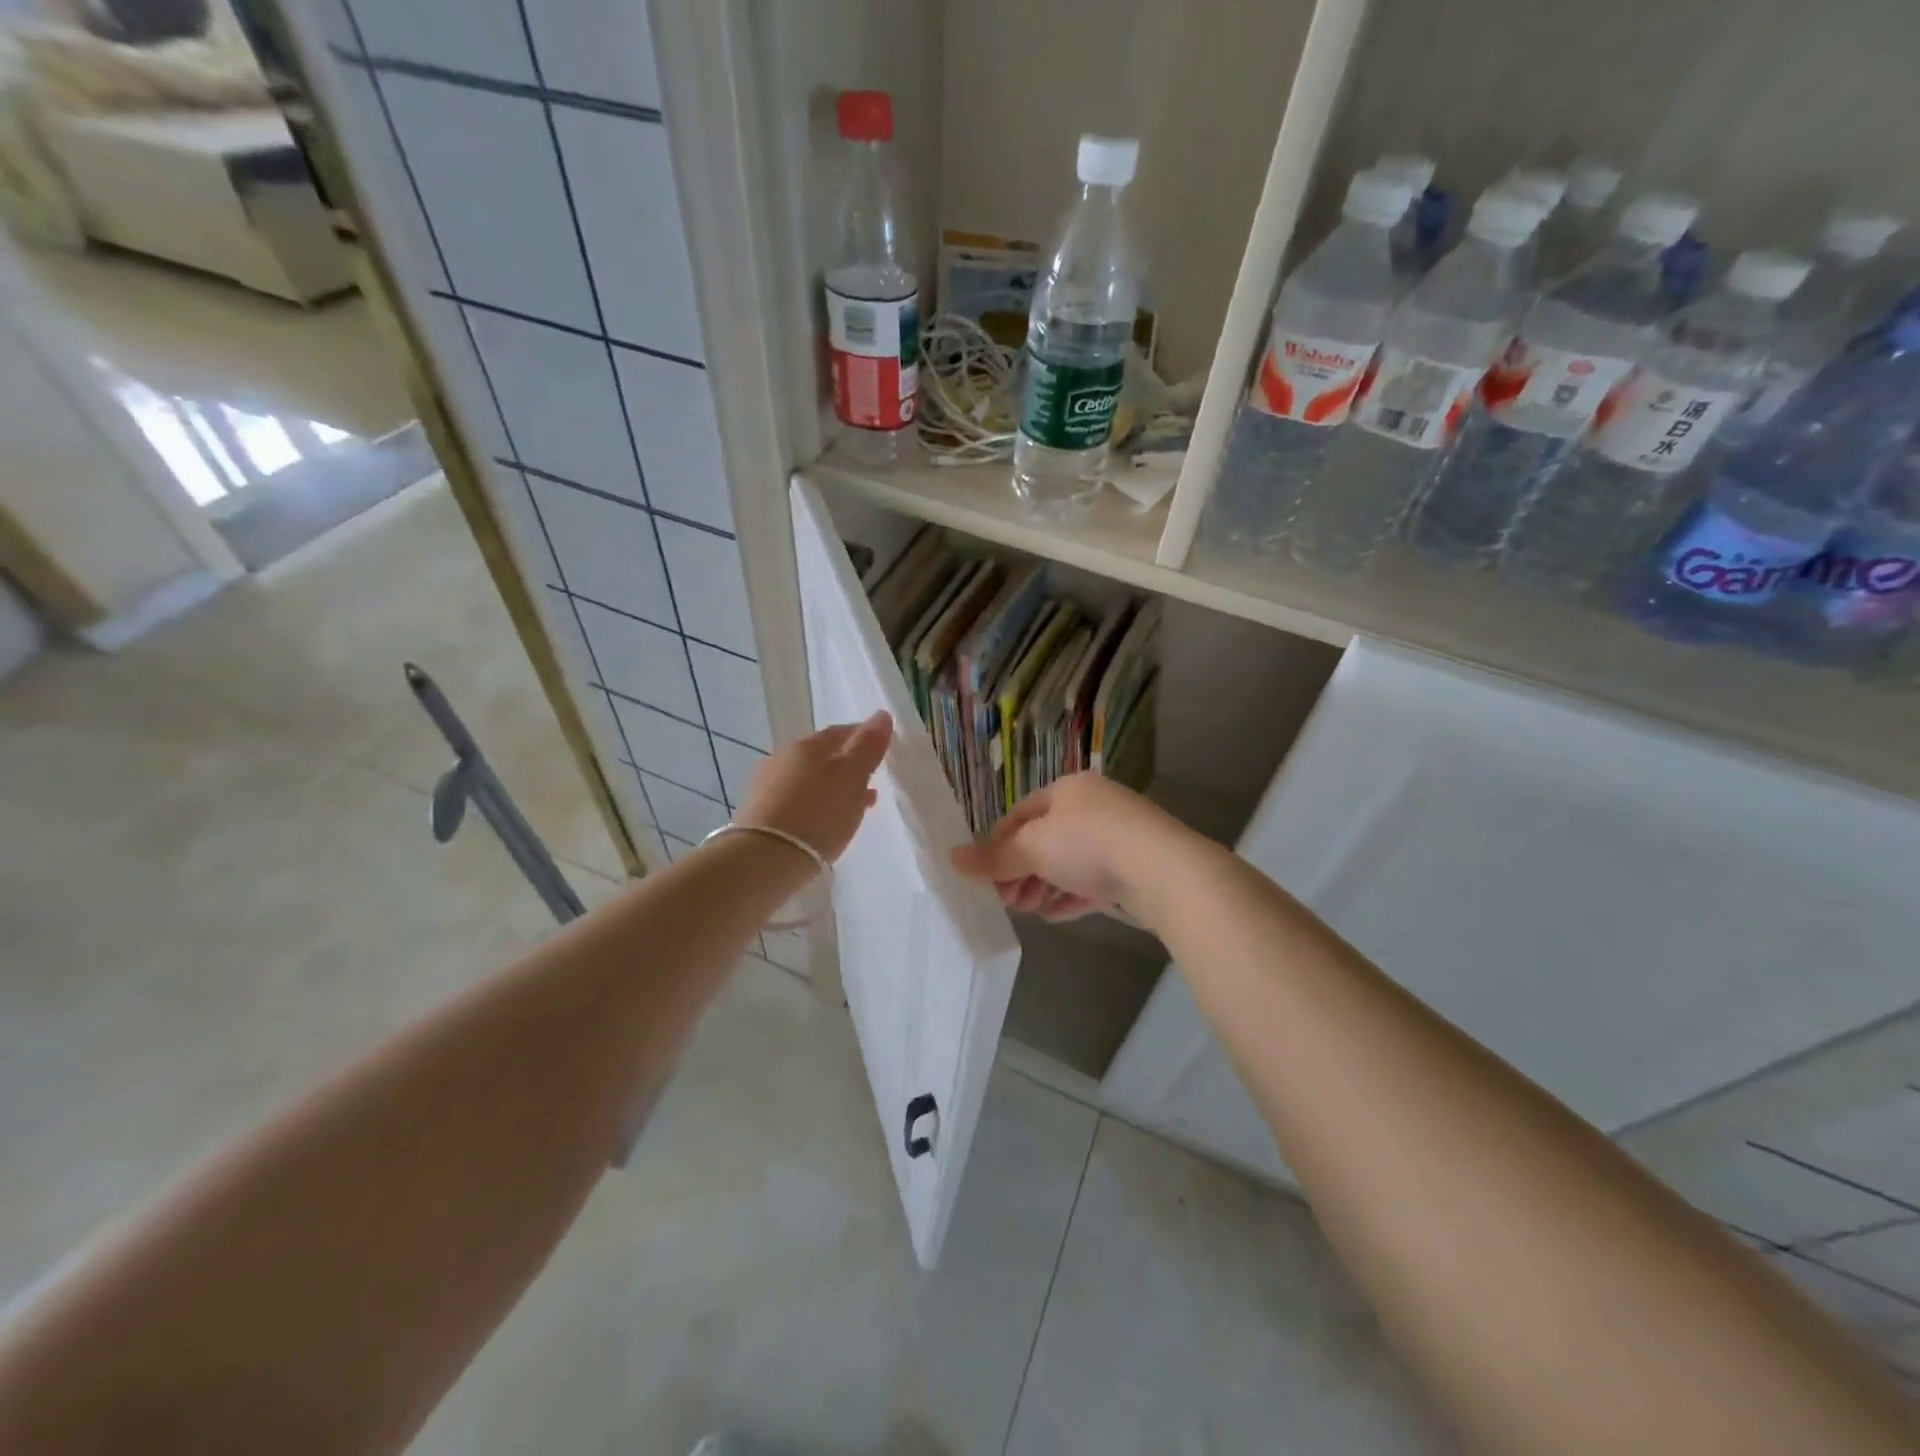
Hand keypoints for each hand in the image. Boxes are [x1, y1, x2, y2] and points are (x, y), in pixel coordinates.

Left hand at [735, 711, 893, 861]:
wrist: (764, 860)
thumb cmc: (818, 814)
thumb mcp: (852, 777)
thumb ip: (868, 746)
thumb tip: (882, 715)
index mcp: (807, 745)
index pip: (842, 732)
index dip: (864, 739)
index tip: (882, 752)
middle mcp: (783, 757)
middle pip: (824, 756)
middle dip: (848, 766)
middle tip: (871, 782)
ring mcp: (768, 785)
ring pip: (810, 780)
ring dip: (834, 788)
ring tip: (855, 806)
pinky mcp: (760, 813)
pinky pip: (798, 801)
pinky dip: (816, 805)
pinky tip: (827, 821)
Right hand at [950, 772, 1180, 921]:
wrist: (1164, 871)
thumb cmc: (1089, 844)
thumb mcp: (1033, 848)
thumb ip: (994, 857)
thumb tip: (952, 857)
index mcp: (1069, 790)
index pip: (1022, 813)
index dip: (998, 843)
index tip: (985, 874)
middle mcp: (1094, 807)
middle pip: (1045, 839)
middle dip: (1020, 870)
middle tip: (1005, 899)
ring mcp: (1119, 837)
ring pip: (1069, 862)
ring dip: (1043, 886)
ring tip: (1028, 910)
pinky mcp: (1136, 868)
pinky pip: (1094, 881)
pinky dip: (1072, 896)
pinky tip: (1056, 916)